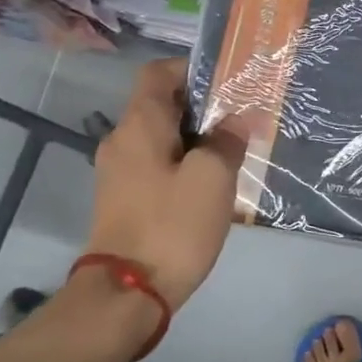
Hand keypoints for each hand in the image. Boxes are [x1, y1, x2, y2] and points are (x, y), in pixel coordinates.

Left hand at [82, 58, 245, 311]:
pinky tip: (212, 185)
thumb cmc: (171, 226)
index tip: (227, 81)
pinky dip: (183, 165)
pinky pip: (157, 166)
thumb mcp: (212, 177)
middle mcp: (122, 141)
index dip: (191, 69)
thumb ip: (226, 140)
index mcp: (139, 125)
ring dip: (196, 140)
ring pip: (162, 138)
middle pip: (162, 105)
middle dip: (202, 107)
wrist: (126, 293)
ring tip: (234, 151)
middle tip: (242, 117)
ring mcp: (119, 173)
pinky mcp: (124, 200)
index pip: (158, 73)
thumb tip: (235, 121)